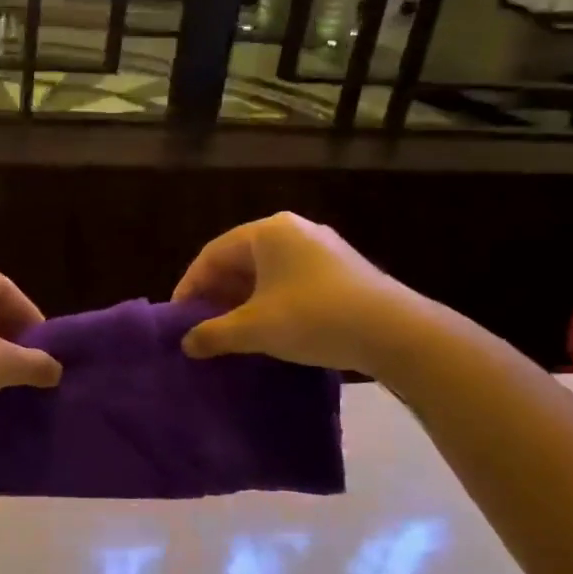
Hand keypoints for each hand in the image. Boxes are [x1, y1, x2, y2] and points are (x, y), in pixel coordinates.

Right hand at [173, 213, 443, 378]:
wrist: (394, 331)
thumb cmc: (313, 318)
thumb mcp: (255, 329)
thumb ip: (214, 334)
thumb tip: (186, 344)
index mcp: (267, 232)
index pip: (212, 254)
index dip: (190, 287)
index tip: (178, 318)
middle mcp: (293, 230)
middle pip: (239, 260)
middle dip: (216, 294)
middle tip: (202, 326)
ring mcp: (321, 248)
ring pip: (266, 272)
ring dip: (243, 301)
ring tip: (231, 332)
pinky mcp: (341, 270)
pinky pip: (290, 280)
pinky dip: (270, 302)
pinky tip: (268, 330)